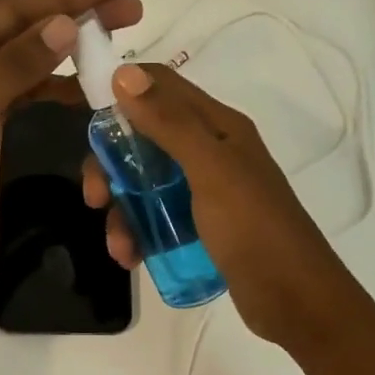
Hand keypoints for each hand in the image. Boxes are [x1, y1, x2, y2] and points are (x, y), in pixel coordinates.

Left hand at [0, 0, 141, 278]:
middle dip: (74, 15)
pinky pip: (25, 95)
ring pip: (27, 63)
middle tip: (129, 7)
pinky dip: (54, 89)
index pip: (10, 8)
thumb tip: (64, 23)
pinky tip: (85, 89)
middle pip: (23, 30)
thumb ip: (15, 66)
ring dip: (69, 52)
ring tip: (117, 42)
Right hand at [81, 63, 358, 353]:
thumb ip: (169, 123)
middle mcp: (208, 150)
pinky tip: (131, 257)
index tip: (78, 111)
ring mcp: (204, 189)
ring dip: (123, 210)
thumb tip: (123, 72)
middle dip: (111, 165)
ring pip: (144, 182)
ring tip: (120, 247)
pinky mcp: (199, 224)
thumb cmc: (254, 229)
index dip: (118, 89)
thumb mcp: (210, 171)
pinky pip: (156, 215)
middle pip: (142, 138)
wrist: (296, 302)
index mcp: (216, 126)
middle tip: (96, 198)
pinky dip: (138, 232)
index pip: (159, 86)